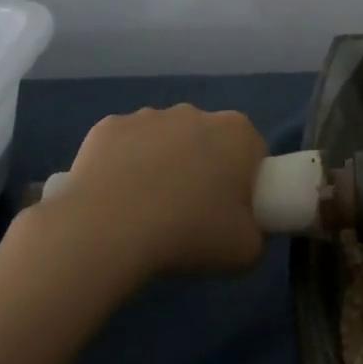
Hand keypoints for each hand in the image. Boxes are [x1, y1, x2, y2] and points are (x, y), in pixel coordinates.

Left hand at [41, 105, 267, 277]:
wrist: (109, 230)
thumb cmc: (189, 233)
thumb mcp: (245, 250)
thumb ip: (254, 233)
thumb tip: (242, 230)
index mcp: (236, 133)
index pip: (252, 153)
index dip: (244, 183)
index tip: (229, 212)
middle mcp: (195, 113)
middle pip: (207, 141)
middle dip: (203, 168)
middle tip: (190, 214)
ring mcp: (147, 116)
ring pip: (163, 140)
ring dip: (161, 164)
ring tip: (146, 210)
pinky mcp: (107, 126)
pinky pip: (123, 146)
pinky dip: (122, 165)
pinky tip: (114, 198)